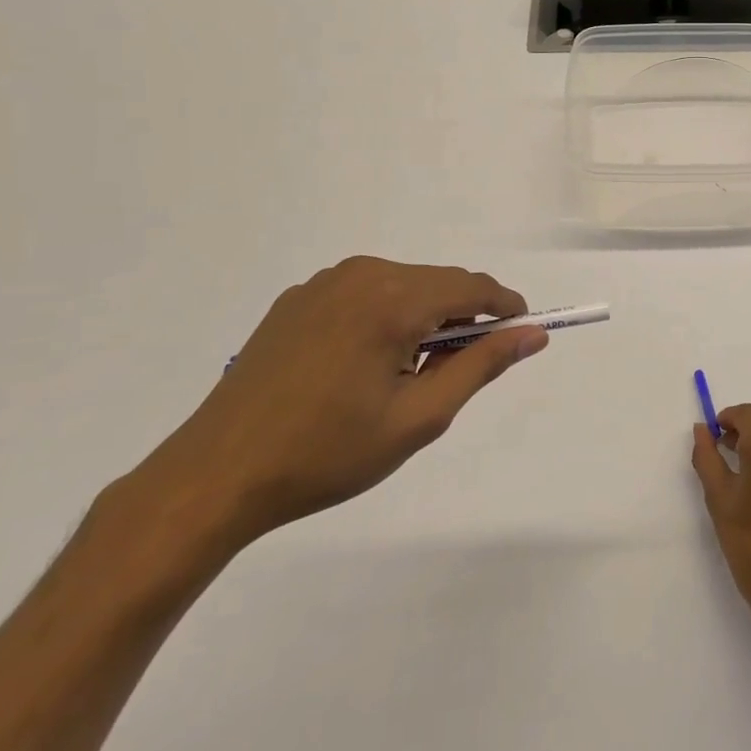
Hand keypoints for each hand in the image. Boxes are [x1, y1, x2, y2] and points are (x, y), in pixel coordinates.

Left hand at [136, 257, 547, 543]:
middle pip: (438, 283)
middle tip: (455, 374)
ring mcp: (324, 283)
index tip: (521, 334)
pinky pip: (364, 294)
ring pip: (403, 286)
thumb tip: (533, 333)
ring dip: (422, 318)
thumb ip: (481, 365)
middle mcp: (362, 275)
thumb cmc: (328, 453)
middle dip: (461, 318)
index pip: (473, 287)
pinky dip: (384, 318)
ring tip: (406, 376)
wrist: (217, 475)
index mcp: (393, 300)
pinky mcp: (297, 298)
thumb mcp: (419, 417)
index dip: (505, 307)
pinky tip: (362, 366)